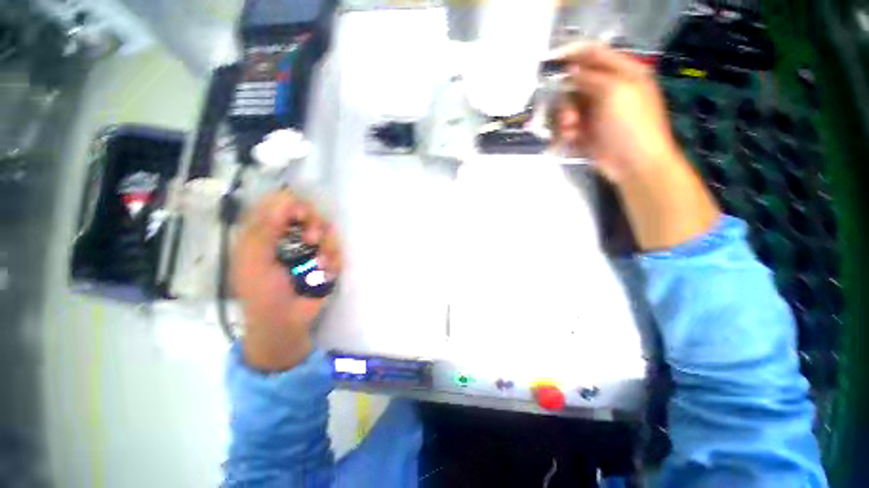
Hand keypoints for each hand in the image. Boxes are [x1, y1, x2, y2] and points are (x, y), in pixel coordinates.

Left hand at [231, 191, 341, 371]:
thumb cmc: (262, 294)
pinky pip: (337, 251)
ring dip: (327, 245)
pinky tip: (326, 274)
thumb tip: (284, 198)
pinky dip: (334, 261)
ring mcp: (311, 249)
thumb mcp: (254, 261)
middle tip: (311, 240)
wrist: (285, 322)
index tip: (299, 215)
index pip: (281, 205)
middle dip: (314, 225)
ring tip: (320, 263)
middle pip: (310, 214)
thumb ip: (264, 230)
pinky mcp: (327, 261)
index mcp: (267, 233)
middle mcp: (291, 236)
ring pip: (327, 231)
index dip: (292, 205)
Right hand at [553, 44, 680, 182]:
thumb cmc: (630, 124)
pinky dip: (565, 133)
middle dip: (566, 101)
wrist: (634, 164)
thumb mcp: (614, 91)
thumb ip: (590, 77)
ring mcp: (596, 112)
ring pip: (567, 107)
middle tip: (569, 117)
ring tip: (570, 132)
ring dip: (564, 119)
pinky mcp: (586, 131)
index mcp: (623, 72)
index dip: (572, 55)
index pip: (594, 54)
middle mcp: (608, 90)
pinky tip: (570, 140)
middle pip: (575, 84)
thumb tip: (570, 71)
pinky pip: (567, 126)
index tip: (551, 62)